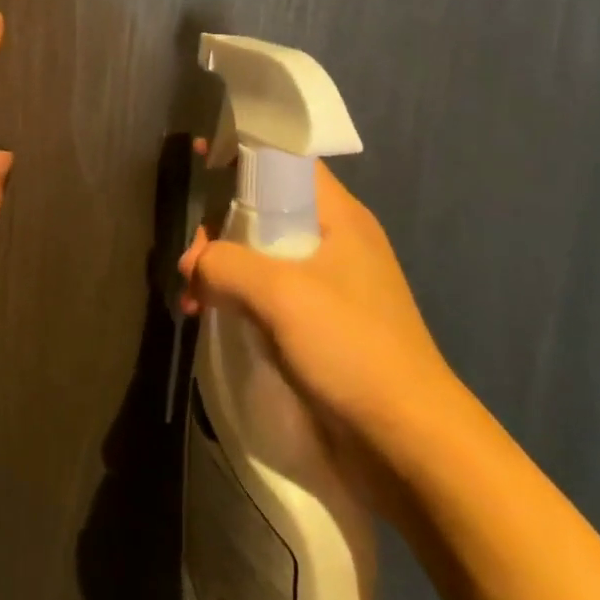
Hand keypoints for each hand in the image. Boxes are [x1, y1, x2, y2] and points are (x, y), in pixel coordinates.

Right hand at [179, 160, 453, 453]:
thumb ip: (226, 264)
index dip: (242, 153)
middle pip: (267, 209)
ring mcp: (330, 287)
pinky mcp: (322, 328)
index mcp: (339, 216)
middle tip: (189, 256)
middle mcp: (336, 241)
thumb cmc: (351, 348)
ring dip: (225, 268)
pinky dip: (239, 299)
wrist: (410, 445)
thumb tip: (193, 264)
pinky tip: (211, 317)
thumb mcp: (281, 293)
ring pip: (264, 255)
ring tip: (191, 295)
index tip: (198, 161)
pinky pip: (270, 295)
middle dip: (221, 224)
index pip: (286, 160)